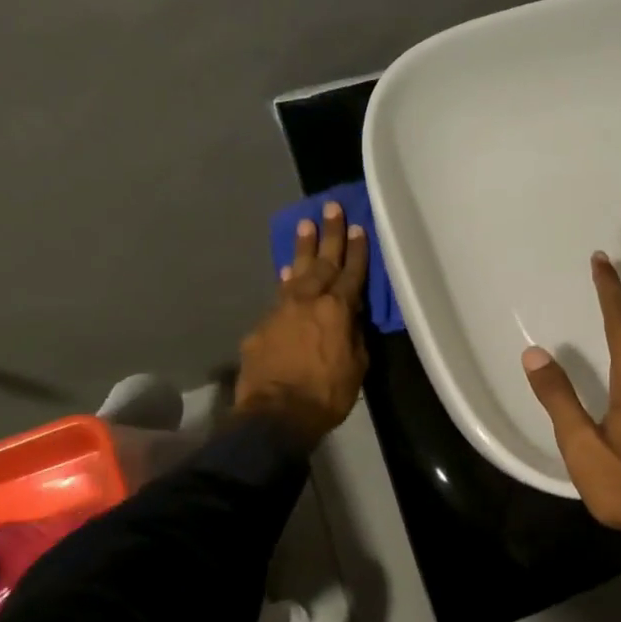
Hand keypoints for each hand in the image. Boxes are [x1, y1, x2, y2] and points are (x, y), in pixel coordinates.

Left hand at [235, 201, 369, 444]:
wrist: (276, 414)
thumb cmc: (326, 395)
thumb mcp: (356, 367)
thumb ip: (353, 336)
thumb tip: (350, 318)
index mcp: (338, 310)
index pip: (351, 273)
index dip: (357, 250)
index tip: (359, 226)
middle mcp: (309, 301)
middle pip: (323, 261)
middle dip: (330, 234)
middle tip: (332, 207)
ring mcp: (281, 310)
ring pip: (295, 271)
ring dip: (303, 247)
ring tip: (305, 222)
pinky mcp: (262, 326)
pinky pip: (278, 296)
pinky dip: (285, 282)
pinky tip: (286, 273)